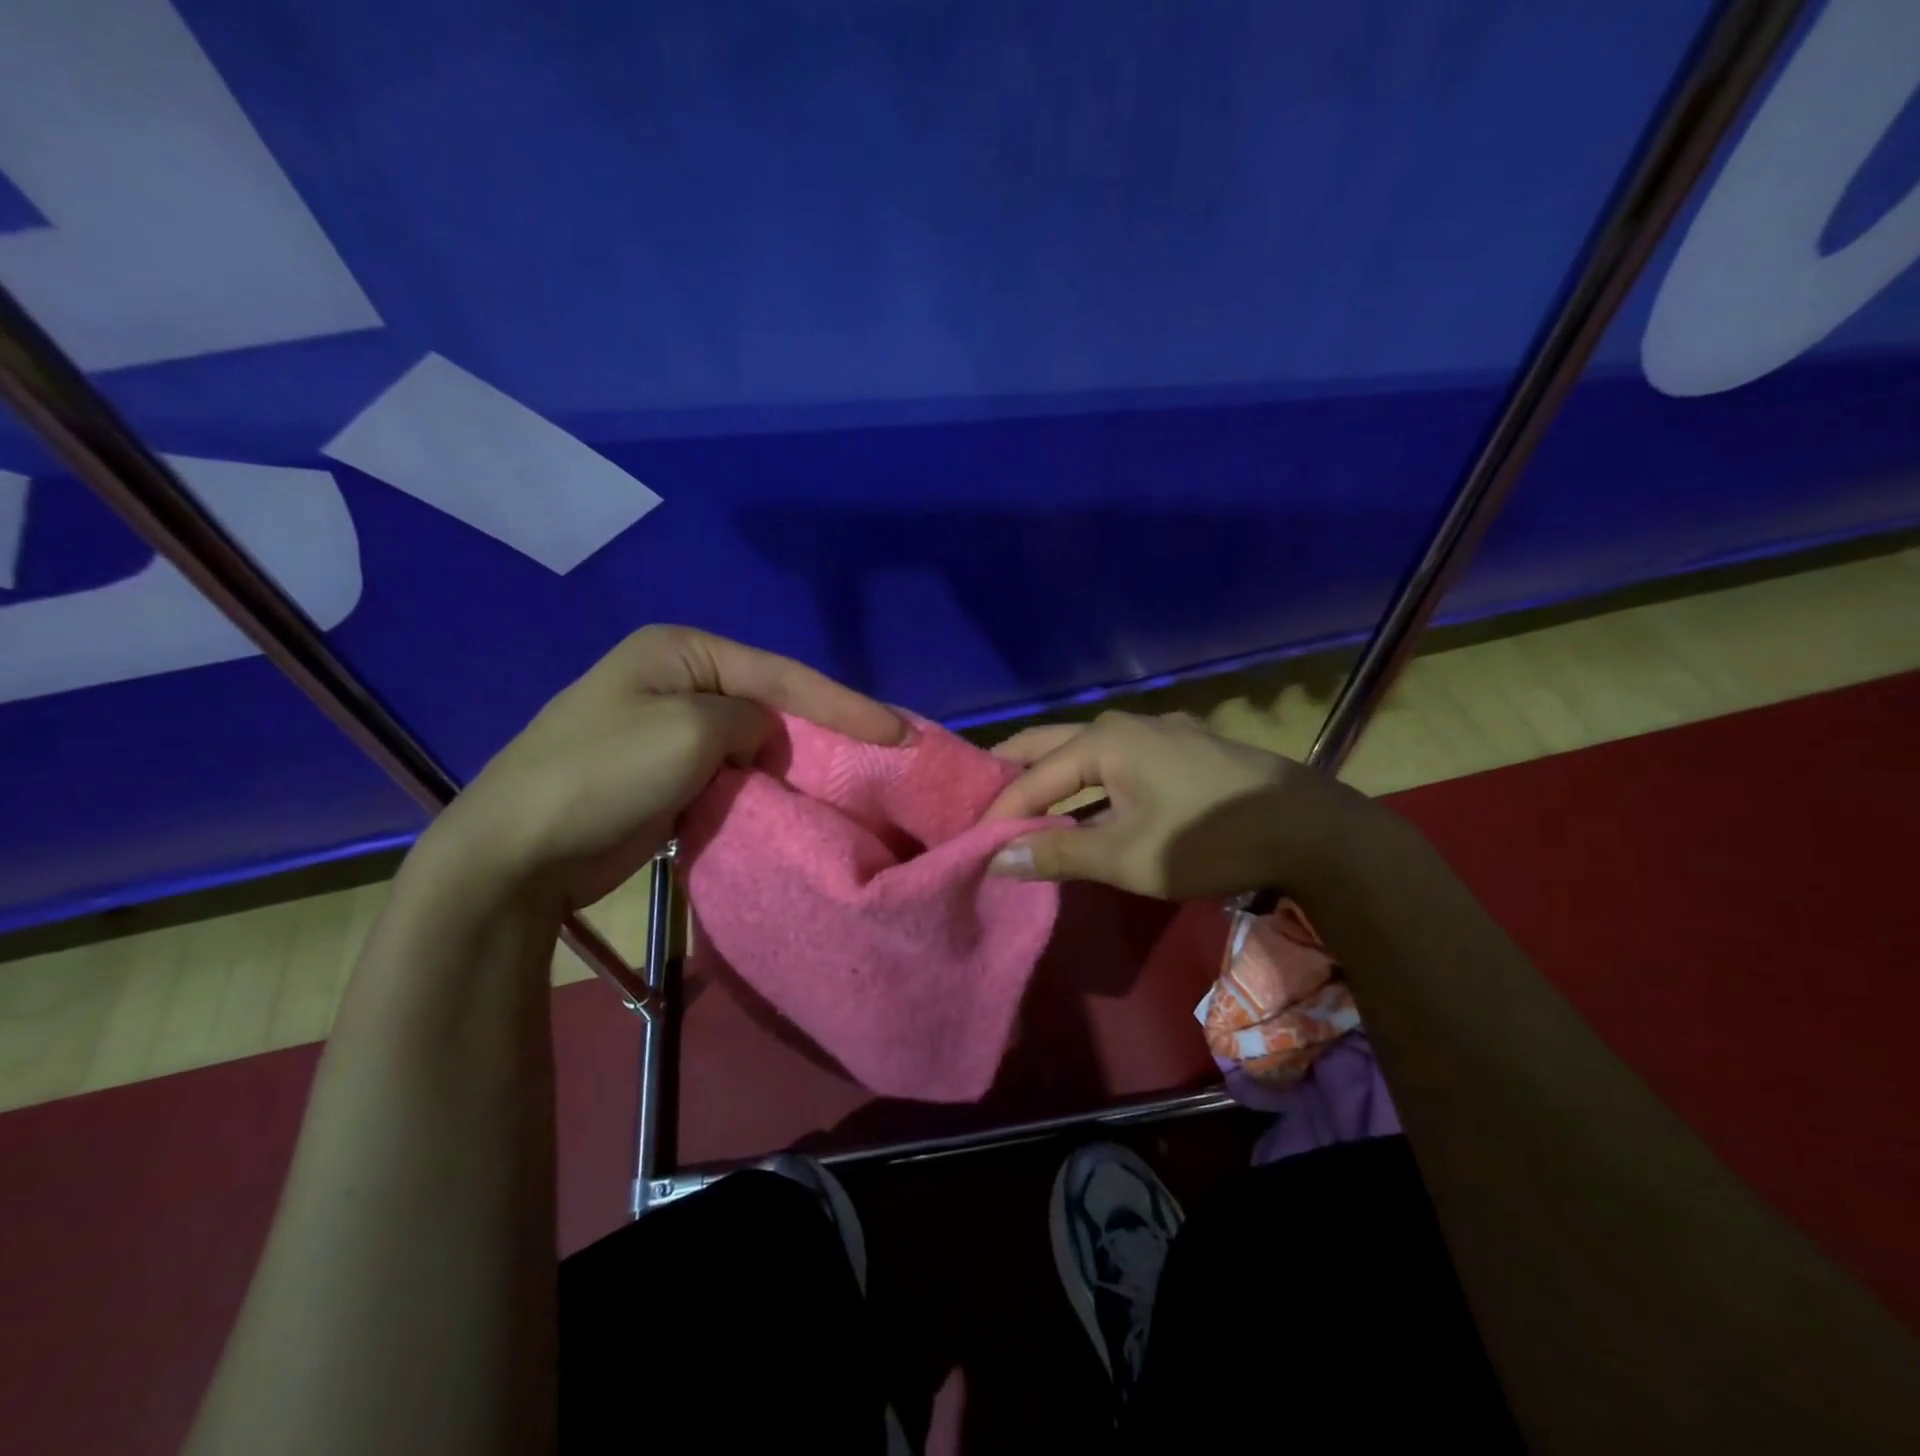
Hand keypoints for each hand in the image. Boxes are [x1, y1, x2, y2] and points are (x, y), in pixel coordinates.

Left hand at [416, 626, 904, 911]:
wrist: (514, 854)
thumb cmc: (602, 777)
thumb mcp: (689, 732)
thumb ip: (748, 720)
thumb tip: (760, 737)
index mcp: (681, 652)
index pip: (782, 674)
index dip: (844, 704)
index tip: (899, 733)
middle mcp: (677, 679)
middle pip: (771, 702)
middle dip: (824, 729)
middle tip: (881, 754)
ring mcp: (668, 727)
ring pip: (754, 740)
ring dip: (795, 761)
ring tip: (850, 779)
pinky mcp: (665, 773)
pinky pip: (732, 771)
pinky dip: (765, 785)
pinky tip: (796, 799)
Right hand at [979, 710, 1368, 900]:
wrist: (1313, 830)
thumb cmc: (1211, 840)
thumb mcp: (1129, 857)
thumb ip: (1060, 853)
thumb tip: (998, 859)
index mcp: (1105, 741)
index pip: (1031, 776)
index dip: (998, 811)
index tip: (969, 842)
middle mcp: (1125, 723)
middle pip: (1049, 744)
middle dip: (1011, 772)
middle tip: (977, 805)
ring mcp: (1158, 731)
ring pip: (1084, 750)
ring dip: (1051, 776)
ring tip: (1021, 806)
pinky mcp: (1182, 747)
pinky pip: (1116, 759)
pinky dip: (1087, 780)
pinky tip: (1084, 804)